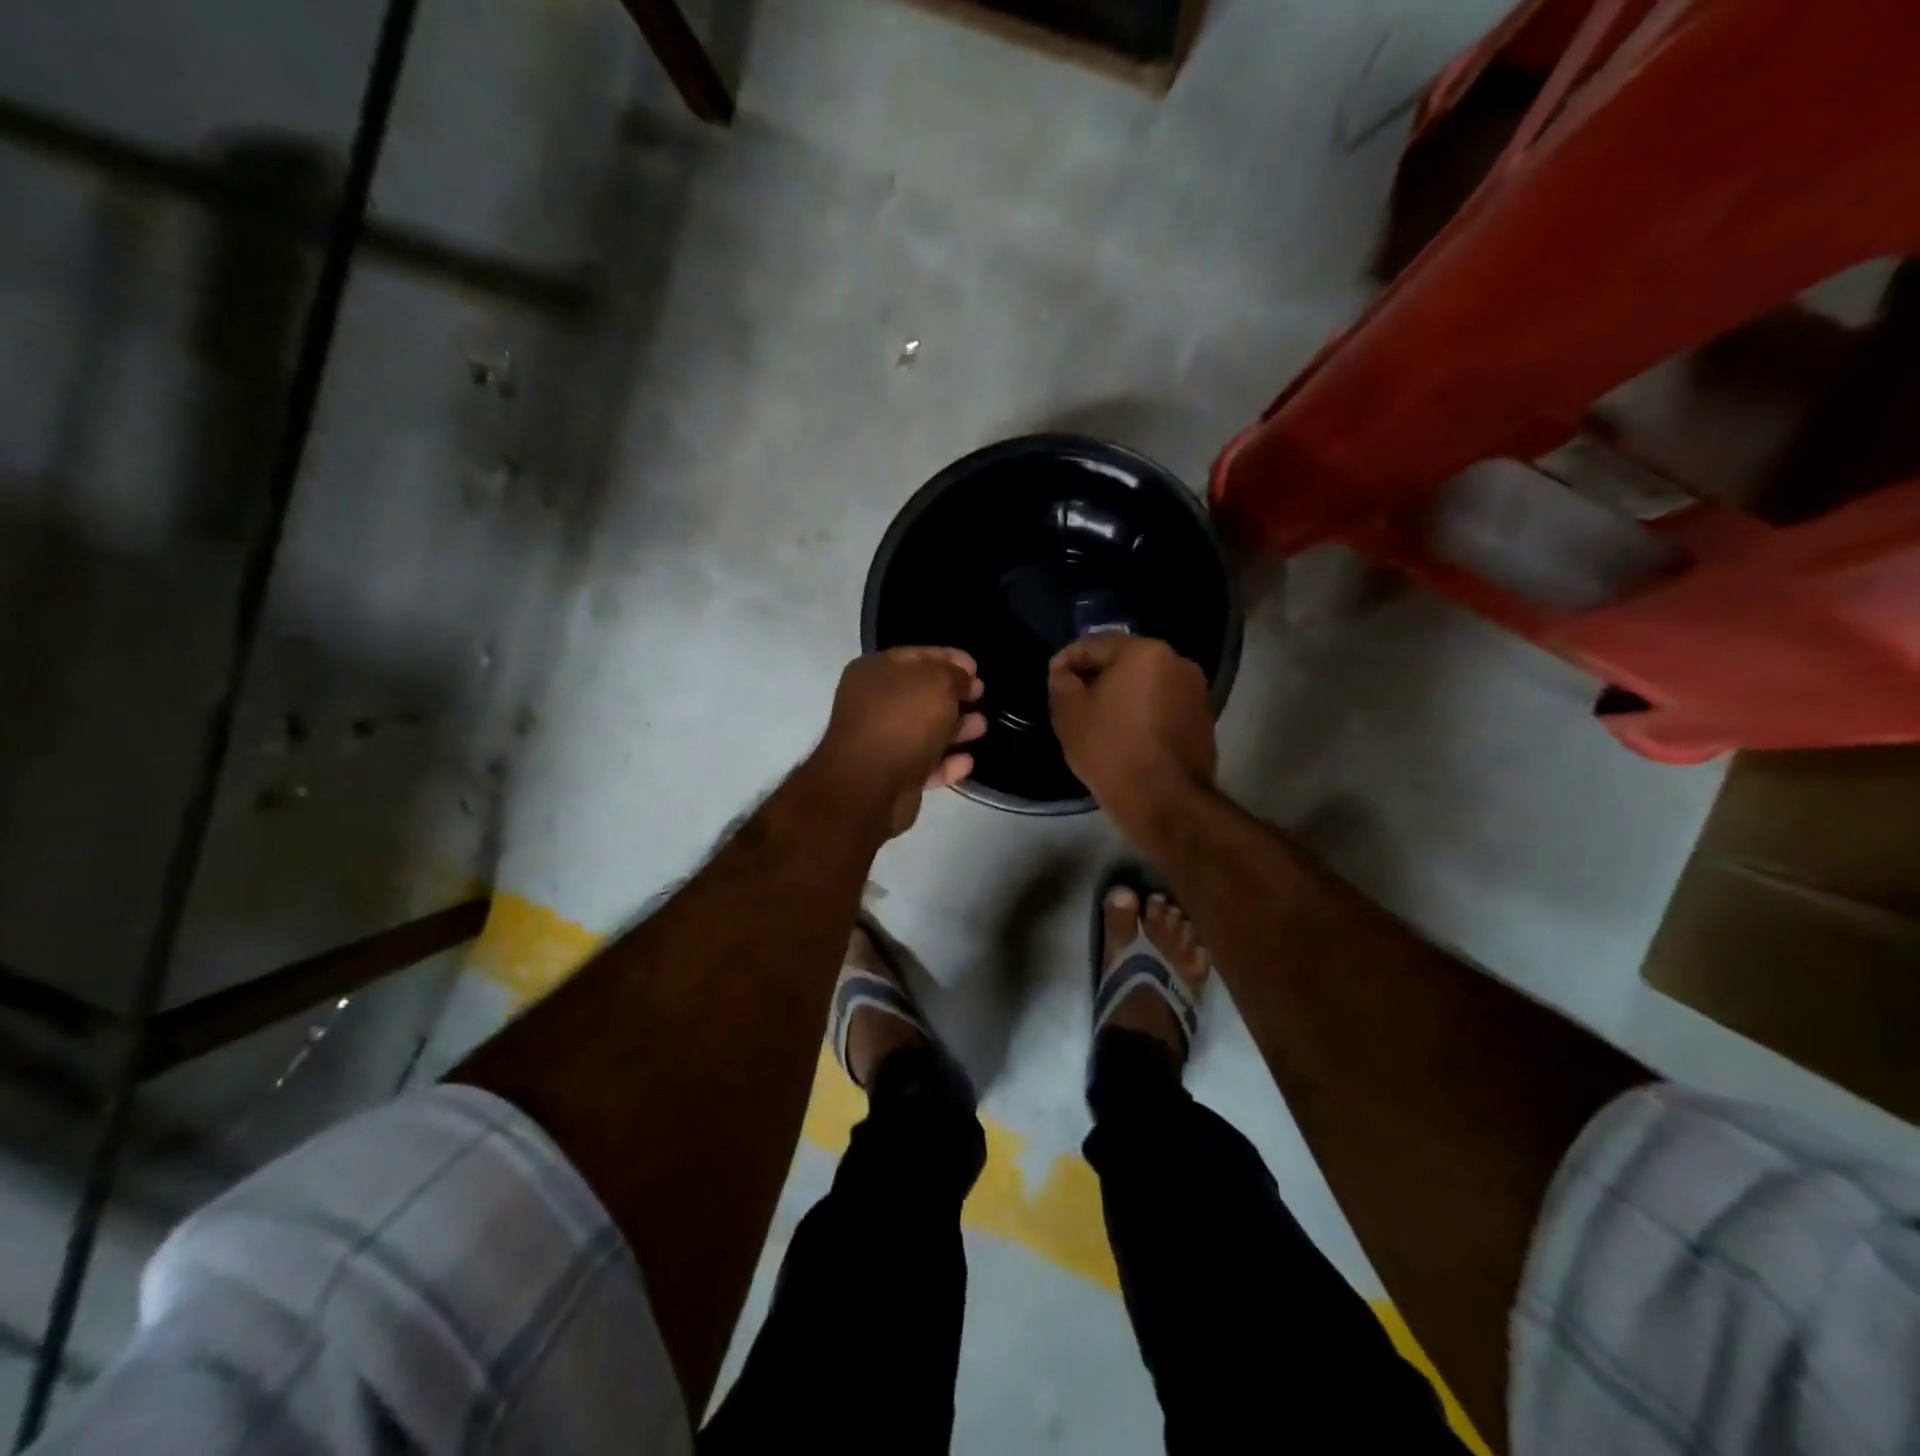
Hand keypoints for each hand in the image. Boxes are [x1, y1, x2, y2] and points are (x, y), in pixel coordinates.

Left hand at [814, 647, 986, 836]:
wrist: (869, 786)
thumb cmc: (902, 721)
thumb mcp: (937, 683)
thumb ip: (954, 675)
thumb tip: (964, 678)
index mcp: (875, 672)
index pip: (917, 656)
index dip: (949, 658)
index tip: (976, 667)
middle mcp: (874, 703)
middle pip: (921, 694)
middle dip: (954, 695)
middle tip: (981, 695)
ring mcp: (881, 741)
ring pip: (925, 730)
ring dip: (955, 728)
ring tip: (982, 727)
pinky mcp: (892, 775)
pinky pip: (925, 763)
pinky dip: (946, 762)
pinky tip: (967, 762)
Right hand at [1048, 635, 1215, 839]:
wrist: (1164, 800)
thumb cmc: (1111, 749)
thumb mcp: (1069, 714)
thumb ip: (1061, 681)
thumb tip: (1065, 672)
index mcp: (1144, 651)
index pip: (1095, 644)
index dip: (1067, 660)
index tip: (1052, 678)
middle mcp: (1176, 661)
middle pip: (1124, 660)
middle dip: (1097, 675)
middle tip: (1073, 698)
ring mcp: (1195, 690)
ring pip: (1146, 682)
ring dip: (1121, 692)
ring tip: (1099, 718)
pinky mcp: (1203, 717)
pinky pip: (1162, 703)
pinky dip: (1142, 710)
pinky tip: (1126, 733)